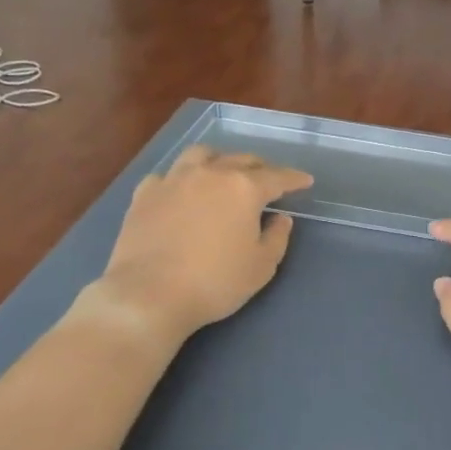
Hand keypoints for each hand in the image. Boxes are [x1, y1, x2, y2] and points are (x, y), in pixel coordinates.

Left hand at [79, 146, 311, 348]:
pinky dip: (182, 178)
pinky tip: (182, 191)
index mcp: (243, 188)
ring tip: (224, 172)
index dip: (294, 179)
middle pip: (241, 159)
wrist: (149, 294)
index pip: (277, 177)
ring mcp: (173, 180)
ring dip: (219, 160)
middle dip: (260, 167)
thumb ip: (277, 237)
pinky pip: (168, 175)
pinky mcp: (145, 194)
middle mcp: (210, 173)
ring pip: (201, 155)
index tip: (305, 180)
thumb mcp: (261, 267)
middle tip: (268, 179)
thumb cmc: (215, 282)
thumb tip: (280, 218)